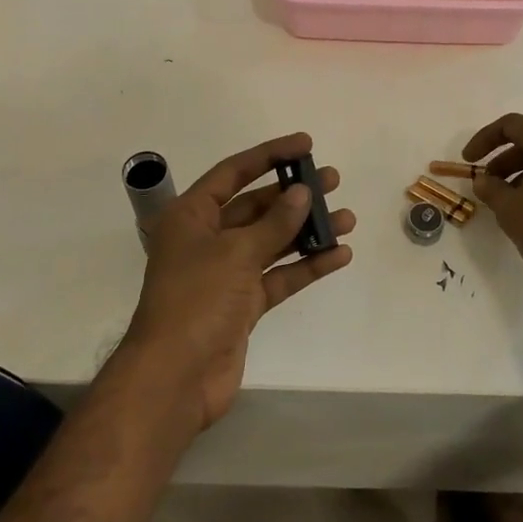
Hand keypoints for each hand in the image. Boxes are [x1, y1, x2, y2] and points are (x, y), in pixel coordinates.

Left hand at [125, 133, 354, 430]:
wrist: (176, 376)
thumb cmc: (197, 299)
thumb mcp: (236, 252)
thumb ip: (274, 223)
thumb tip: (302, 194)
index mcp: (191, 216)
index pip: (233, 173)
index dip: (269, 155)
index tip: (305, 144)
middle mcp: (207, 239)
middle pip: (255, 207)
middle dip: (293, 195)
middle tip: (332, 180)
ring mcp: (225, 274)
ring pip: (271, 243)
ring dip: (306, 231)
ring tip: (346, 218)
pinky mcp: (242, 305)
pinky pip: (279, 277)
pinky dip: (306, 266)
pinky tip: (339, 255)